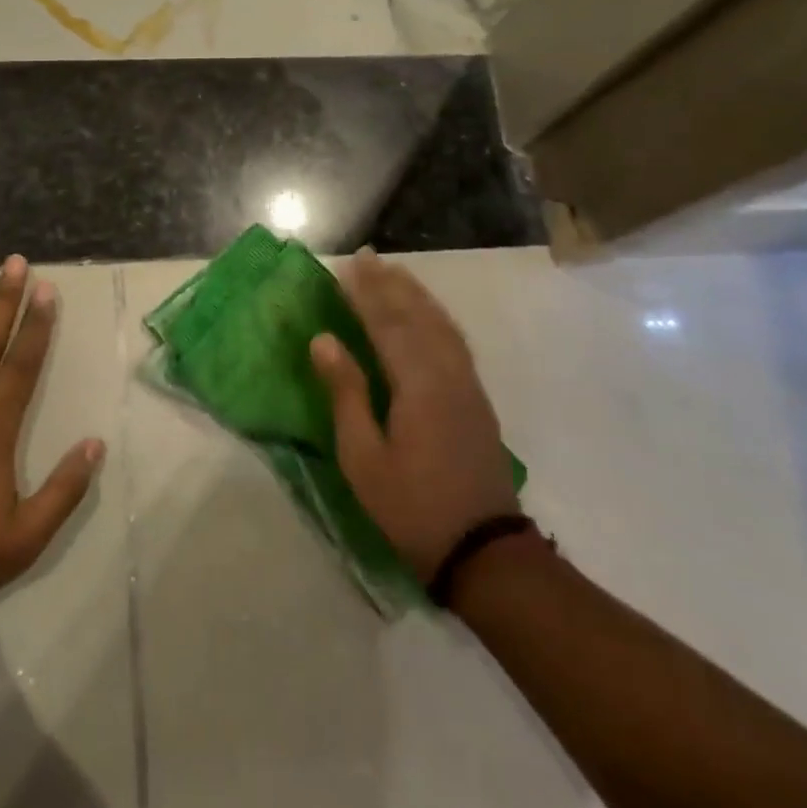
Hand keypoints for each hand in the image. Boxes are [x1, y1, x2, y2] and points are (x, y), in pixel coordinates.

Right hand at [310, 249, 519, 583]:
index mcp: (416, 384)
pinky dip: (438, 318)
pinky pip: (455, 342)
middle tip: (368, 257)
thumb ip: (346, 392)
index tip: (347, 266)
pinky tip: (429, 316)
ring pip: (441, 326)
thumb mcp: (363, 456)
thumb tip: (322, 339)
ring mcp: (467, 385)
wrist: (484, 550)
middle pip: (416, 316)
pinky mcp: (477, 399)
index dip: (365, 293)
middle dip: (390, 284)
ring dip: (417, 295)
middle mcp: (446, 373)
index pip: (386, 324)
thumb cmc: (411, 506)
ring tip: (396, 273)